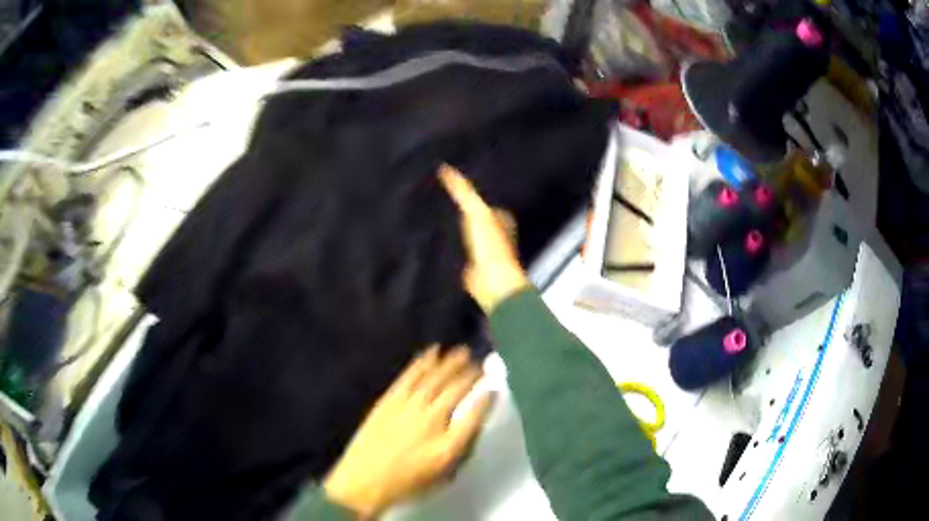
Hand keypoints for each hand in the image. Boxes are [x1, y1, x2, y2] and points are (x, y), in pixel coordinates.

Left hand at [324, 346, 491, 518]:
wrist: (364, 480)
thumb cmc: (407, 482)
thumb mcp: (442, 474)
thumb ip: (460, 448)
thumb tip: (472, 424)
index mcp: (447, 445)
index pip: (474, 415)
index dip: (486, 398)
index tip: (494, 385)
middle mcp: (430, 421)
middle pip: (455, 391)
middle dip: (470, 374)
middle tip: (480, 363)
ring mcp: (407, 408)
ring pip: (433, 379)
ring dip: (449, 363)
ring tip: (462, 351)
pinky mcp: (389, 400)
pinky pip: (409, 377)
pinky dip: (421, 363)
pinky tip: (431, 353)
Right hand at [438, 165, 528, 312]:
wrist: (491, 283)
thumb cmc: (490, 246)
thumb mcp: (476, 211)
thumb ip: (462, 191)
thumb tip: (445, 168)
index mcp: (500, 217)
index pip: (483, 199)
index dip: (468, 190)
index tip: (450, 181)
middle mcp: (494, 233)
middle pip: (474, 216)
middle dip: (460, 208)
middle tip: (437, 196)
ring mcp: (483, 251)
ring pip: (465, 233)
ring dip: (452, 227)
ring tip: (432, 215)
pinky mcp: (472, 266)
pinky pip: (457, 251)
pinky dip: (448, 246)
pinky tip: (434, 241)